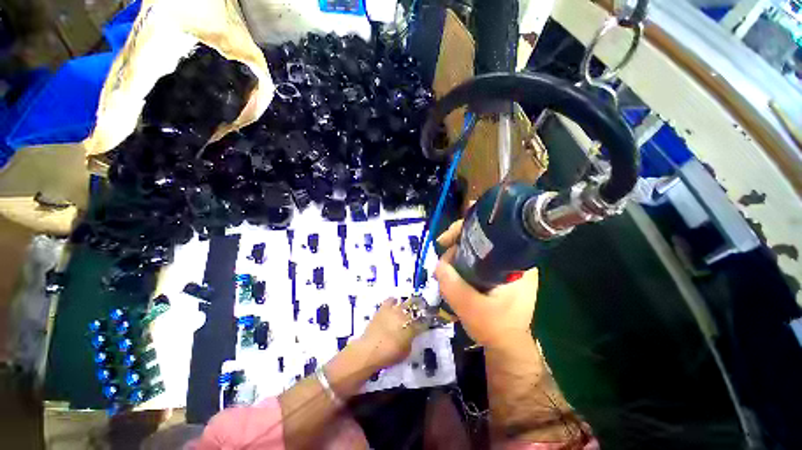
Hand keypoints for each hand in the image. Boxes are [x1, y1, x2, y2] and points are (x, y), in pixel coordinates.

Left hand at [355, 298, 423, 369]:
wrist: (369, 351)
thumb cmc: (388, 355)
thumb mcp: (405, 352)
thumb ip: (410, 341)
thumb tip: (410, 335)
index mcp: (412, 328)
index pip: (423, 322)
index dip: (426, 322)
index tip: (426, 323)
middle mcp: (405, 316)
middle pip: (416, 307)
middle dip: (420, 308)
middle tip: (420, 312)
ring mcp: (394, 310)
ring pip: (405, 302)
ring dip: (408, 305)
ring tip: (408, 308)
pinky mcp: (383, 308)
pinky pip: (390, 300)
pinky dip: (394, 301)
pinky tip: (394, 304)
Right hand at [434, 220, 538, 348]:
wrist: (507, 347)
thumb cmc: (495, 328)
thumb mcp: (470, 307)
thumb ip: (452, 285)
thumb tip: (438, 264)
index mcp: (517, 262)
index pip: (491, 232)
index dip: (464, 231)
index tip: (445, 241)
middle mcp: (514, 258)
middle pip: (481, 237)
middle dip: (456, 245)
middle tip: (442, 259)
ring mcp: (507, 266)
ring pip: (477, 248)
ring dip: (457, 254)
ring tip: (444, 269)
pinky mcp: (499, 273)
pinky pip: (477, 259)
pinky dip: (462, 261)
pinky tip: (453, 271)